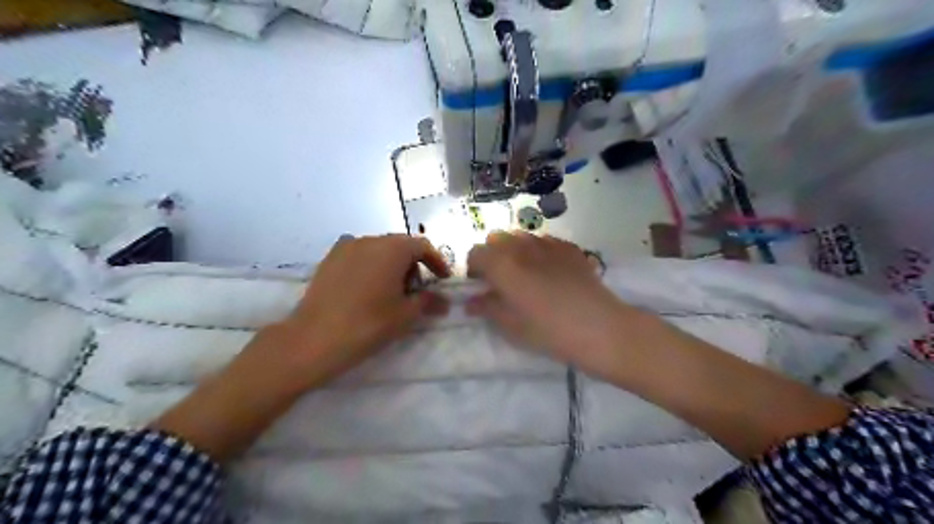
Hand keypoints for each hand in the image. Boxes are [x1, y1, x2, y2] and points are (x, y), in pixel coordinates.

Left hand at [274, 236, 451, 385]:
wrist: (313, 339)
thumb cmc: (368, 324)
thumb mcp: (405, 315)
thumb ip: (428, 301)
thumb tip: (445, 301)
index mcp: (392, 249)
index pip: (422, 246)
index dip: (436, 262)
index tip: (442, 280)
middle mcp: (369, 240)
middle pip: (400, 246)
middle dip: (413, 265)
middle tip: (415, 291)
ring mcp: (346, 247)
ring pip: (379, 250)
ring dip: (391, 266)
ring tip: (390, 293)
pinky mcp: (329, 259)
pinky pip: (359, 257)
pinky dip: (371, 267)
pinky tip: (367, 291)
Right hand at [466, 231, 641, 374]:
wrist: (598, 327)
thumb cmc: (548, 331)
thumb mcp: (511, 325)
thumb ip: (487, 308)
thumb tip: (471, 302)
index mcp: (502, 265)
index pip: (476, 253)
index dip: (474, 267)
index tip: (480, 284)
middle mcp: (522, 247)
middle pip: (497, 239)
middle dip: (493, 255)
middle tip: (500, 279)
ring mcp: (548, 244)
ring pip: (521, 237)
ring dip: (515, 250)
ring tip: (525, 273)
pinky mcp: (570, 248)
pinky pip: (545, 241)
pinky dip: (539, 251)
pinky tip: (549, 271)